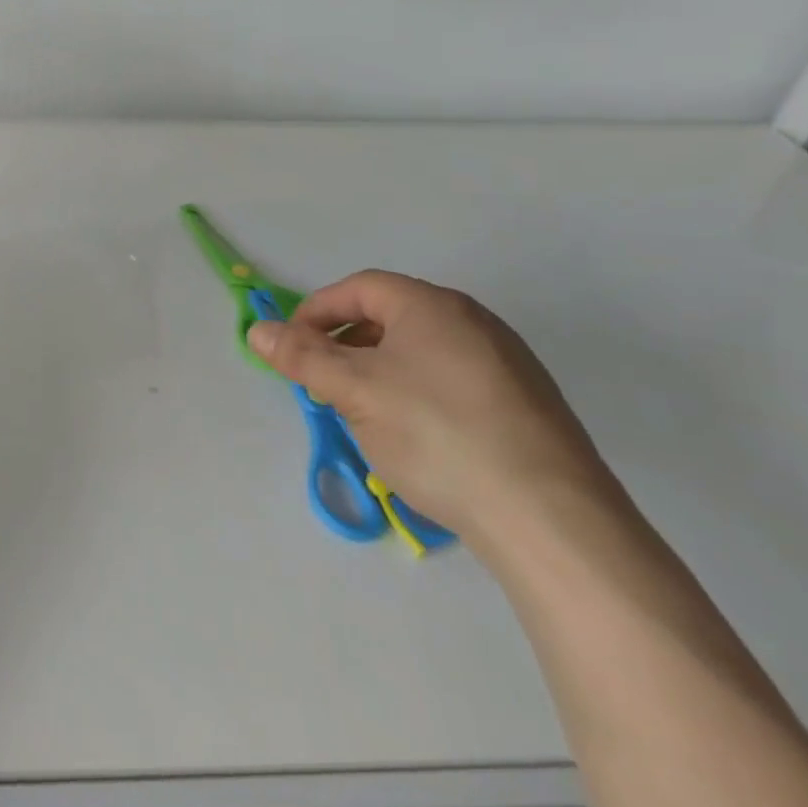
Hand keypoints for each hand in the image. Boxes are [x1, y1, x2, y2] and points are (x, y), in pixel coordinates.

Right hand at [248, 270, 614, 548]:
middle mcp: (474, 321)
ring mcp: (507, 363)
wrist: (551, 518)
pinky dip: (417, 392)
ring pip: (421, 351)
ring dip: (379, 369)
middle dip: (345, 342)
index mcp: (433, 305)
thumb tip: (256, 330)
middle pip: (391, 316)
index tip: (291, 345)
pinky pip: (453, 380)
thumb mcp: (354, 391)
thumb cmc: (437, 433)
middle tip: (321, 380)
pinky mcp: (526, 405)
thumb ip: (301, 356)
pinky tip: (415, 435)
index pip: (360, 288)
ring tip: (362, 410)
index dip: (317, 310)